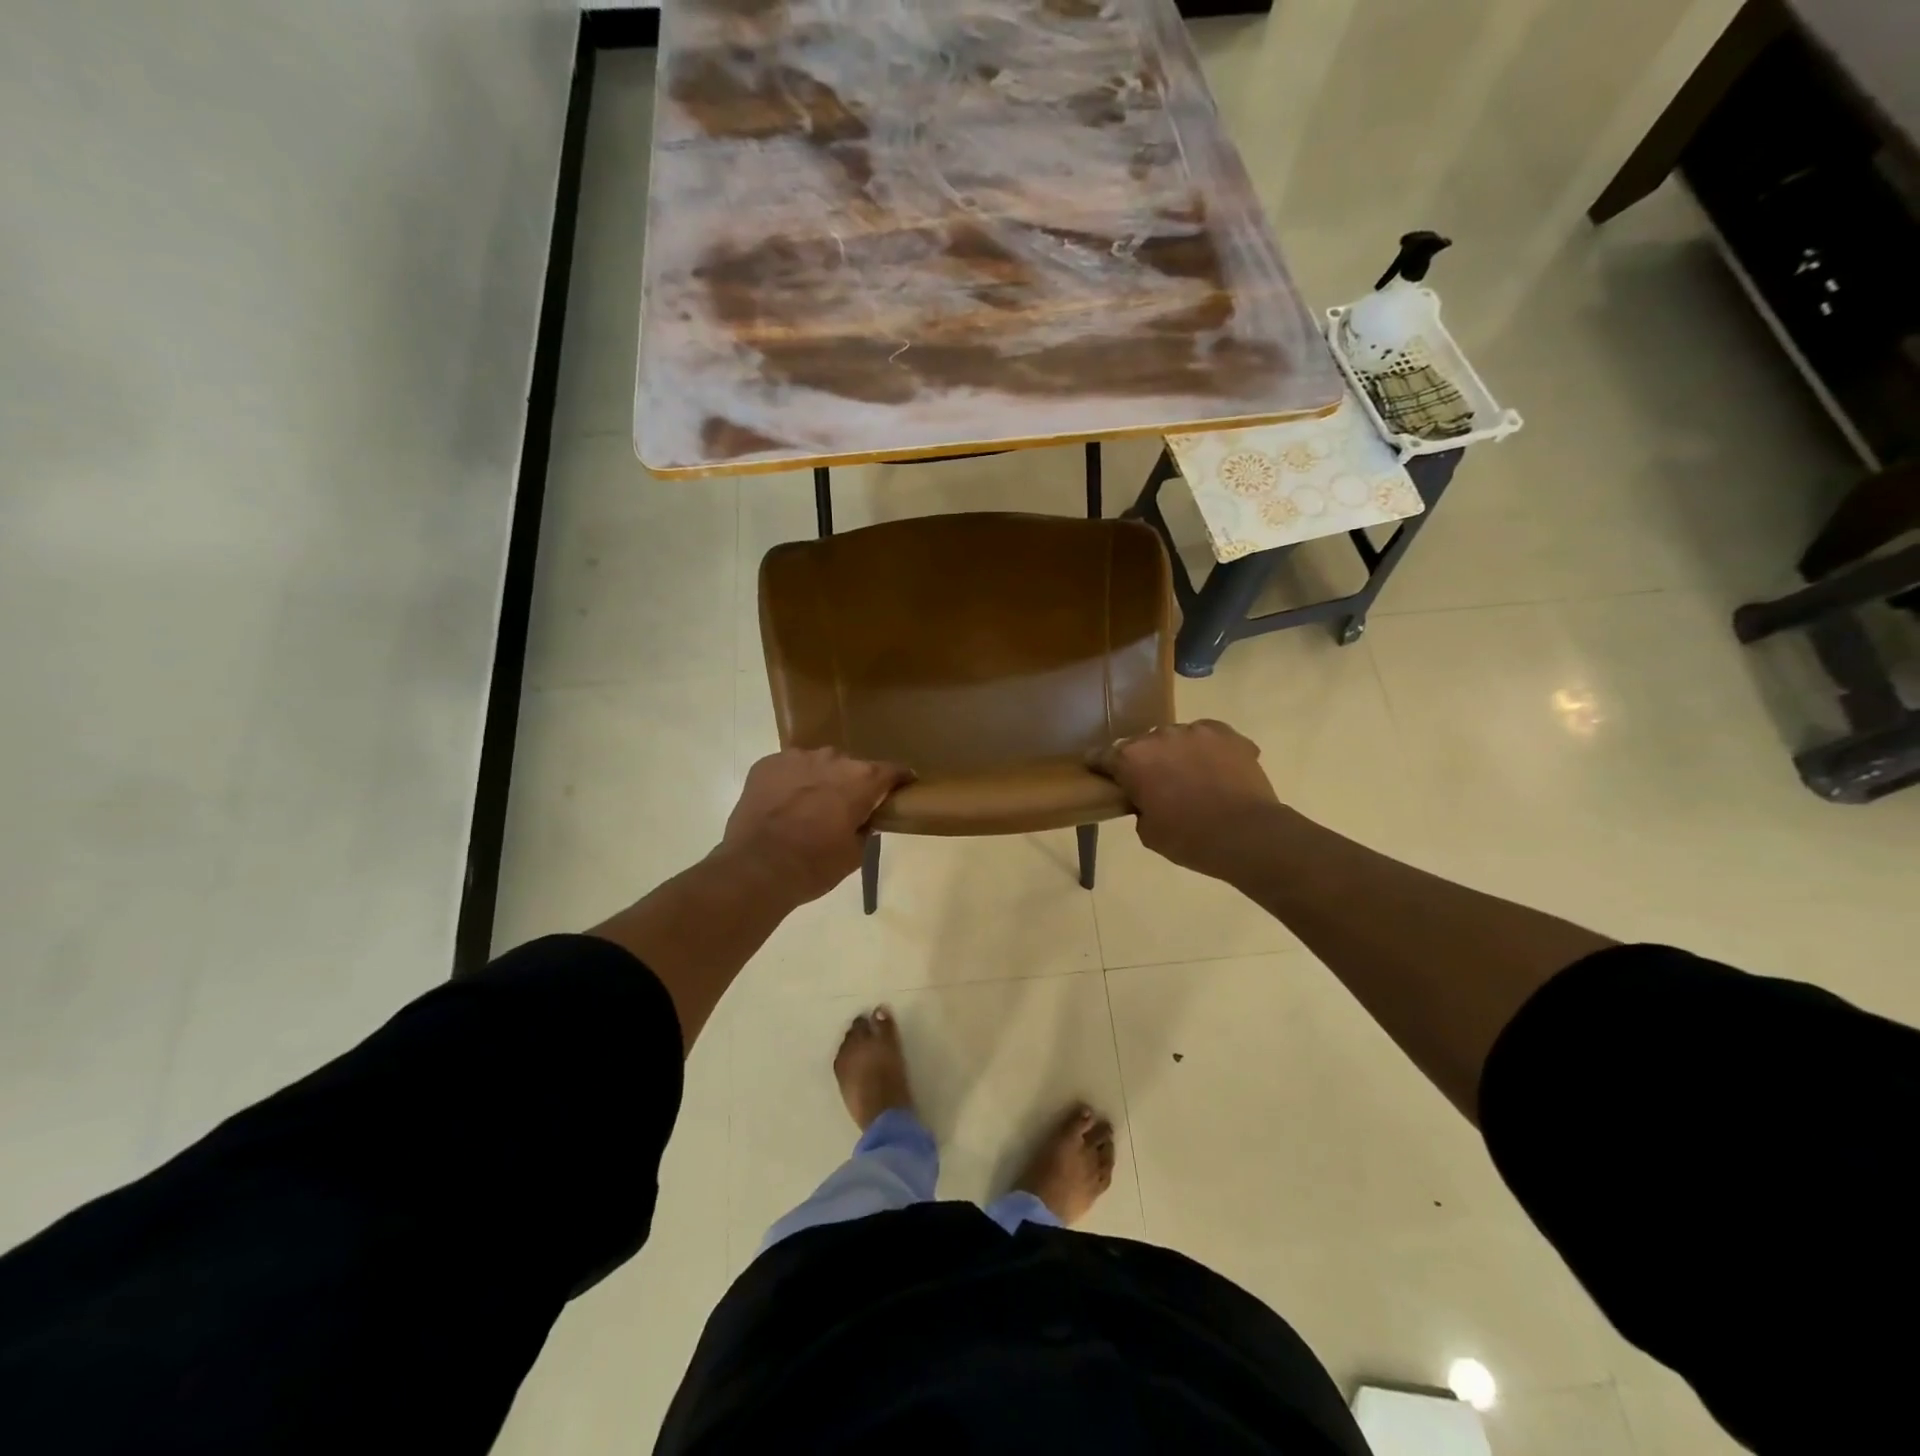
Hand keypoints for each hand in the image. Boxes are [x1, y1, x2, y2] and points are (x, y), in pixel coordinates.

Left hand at [720, 748, 911, 904]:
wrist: (756, 868)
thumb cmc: (814, 865)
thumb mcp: (854, 854)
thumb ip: (866, 829)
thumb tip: (865, 820)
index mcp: (861, 780)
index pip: (892, 771)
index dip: (900, 780)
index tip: (901, 789)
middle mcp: (833, 759)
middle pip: (852, 767)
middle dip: (853, 784)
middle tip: (845, 809)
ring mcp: (797, 757)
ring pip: (818, 764)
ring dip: (820, 780)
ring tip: (809, 807)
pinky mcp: (767, 763)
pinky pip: (788, 768)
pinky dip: (791, 782)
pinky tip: (782, 805)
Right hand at [1089, 720, 1281, 881]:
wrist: (1247, 835)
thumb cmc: (1189, 838)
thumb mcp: (1148, 832)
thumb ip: (1139, 806)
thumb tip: (1148, 798)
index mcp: (1132, 759)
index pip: (1103, 756)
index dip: (1099, 765)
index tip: (1099, 771)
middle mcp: (1160, 735)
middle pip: (1144, 745)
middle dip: (1146, 761)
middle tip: (1155, 784)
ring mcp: (1196, 731)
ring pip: (1178, 738)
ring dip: (1178, 754)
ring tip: (1192, 778)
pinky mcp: (1228, 734)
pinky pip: (1210, 737)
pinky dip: (1209, 751)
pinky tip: (1217, 770)